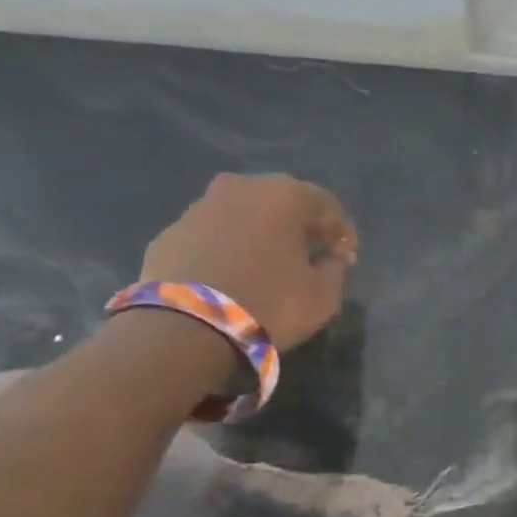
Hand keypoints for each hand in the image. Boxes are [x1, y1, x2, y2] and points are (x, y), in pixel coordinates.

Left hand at [139, 173, 357, 348]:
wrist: (186, 328)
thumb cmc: (269, 304)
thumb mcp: (323, 296)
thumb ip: (336, 269)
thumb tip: (334, 257)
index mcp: (284, 195)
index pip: (326, 204)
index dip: (341, 230)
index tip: (347, 255)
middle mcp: (241, 188)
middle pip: (281, 202)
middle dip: (299, 225)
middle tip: (310, 253)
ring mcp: (199, 207)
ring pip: (242, 214)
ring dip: (259, 234)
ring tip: (268, 264)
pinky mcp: (170, 232)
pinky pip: (212, 235)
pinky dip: (227, 248)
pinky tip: (232, 274)